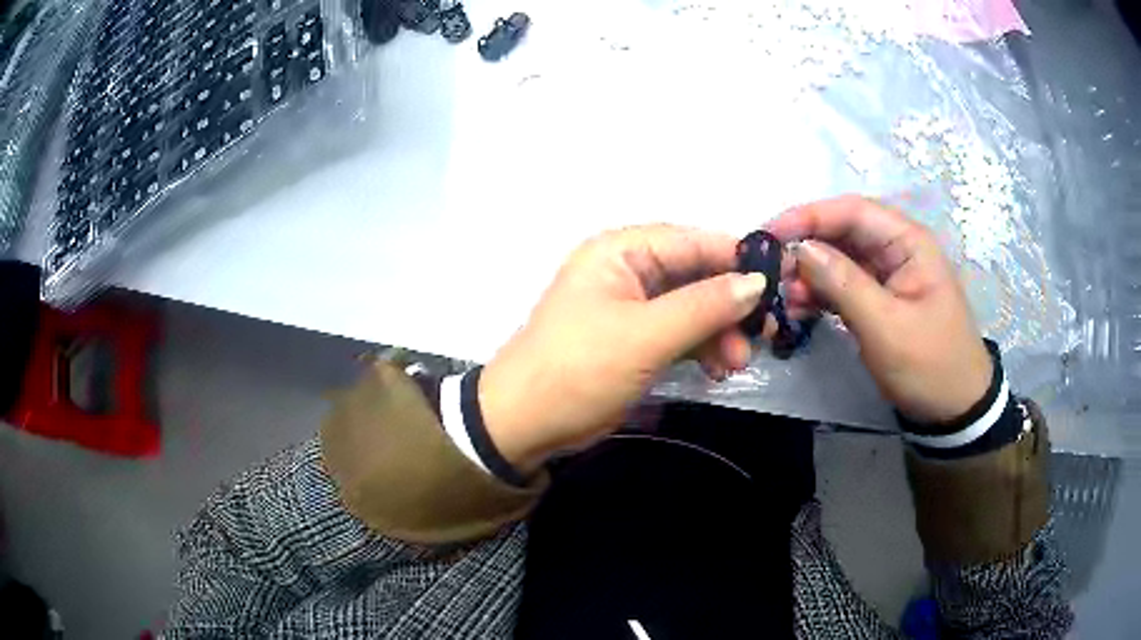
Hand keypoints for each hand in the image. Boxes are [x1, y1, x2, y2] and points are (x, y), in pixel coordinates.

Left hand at [479, 225, 770, 472]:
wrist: (527, 423)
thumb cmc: (580, 368)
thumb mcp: (646, 335)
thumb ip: (705, 305)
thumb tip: (757, 281)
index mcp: (621, 251)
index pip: (692, 241)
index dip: (737, 259)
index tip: (779, 283)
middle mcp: (628, 270)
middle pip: (696, 275)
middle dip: (731, 305)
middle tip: (765, 333)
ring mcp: (633, 306)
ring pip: (693, 307)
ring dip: (720, 332)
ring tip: (737, 363)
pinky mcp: (637, 339)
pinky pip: (681, 333)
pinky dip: (703, 348)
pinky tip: (719, 370)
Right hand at [767, 195, 990, 423]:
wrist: (953, 408)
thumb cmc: (929, 365)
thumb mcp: (886, 326)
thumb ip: (843, 283)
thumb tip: (800, 248)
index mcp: (908, 242)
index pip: (852, 212)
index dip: (808, 216)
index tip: (767, 235)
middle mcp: (896, 248)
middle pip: (842, 232)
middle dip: (805, 248)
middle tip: (770, 274)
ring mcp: (887, 274)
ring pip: (839, 259)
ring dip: (809, 274)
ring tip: (783, 298)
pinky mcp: (879, 298)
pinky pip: (843, 284)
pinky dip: (819, 293)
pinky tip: (798, 307)